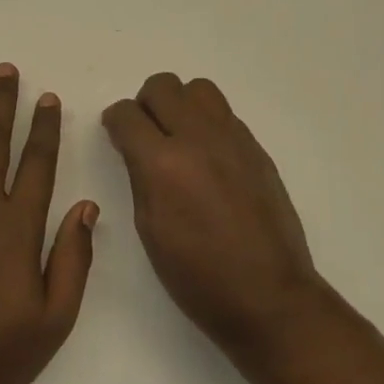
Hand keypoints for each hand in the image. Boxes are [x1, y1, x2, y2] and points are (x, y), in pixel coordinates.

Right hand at [102, 72, 322, 359]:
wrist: (269, 297)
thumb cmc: (197, 276)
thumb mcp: (149, 228)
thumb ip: (140, 176)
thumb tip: (135, 148)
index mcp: (162, 164)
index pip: (126, 114)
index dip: (114, 121)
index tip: (115, 134)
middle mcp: (198, 138)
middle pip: (162, 86)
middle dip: (145, 104)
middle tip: (145, 133)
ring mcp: (233, 139)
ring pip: (198, 88)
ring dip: (180, 104)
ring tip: (178, 137)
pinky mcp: (256, 148)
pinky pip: (224, 114)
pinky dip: (207, 123)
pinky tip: (208, 158)